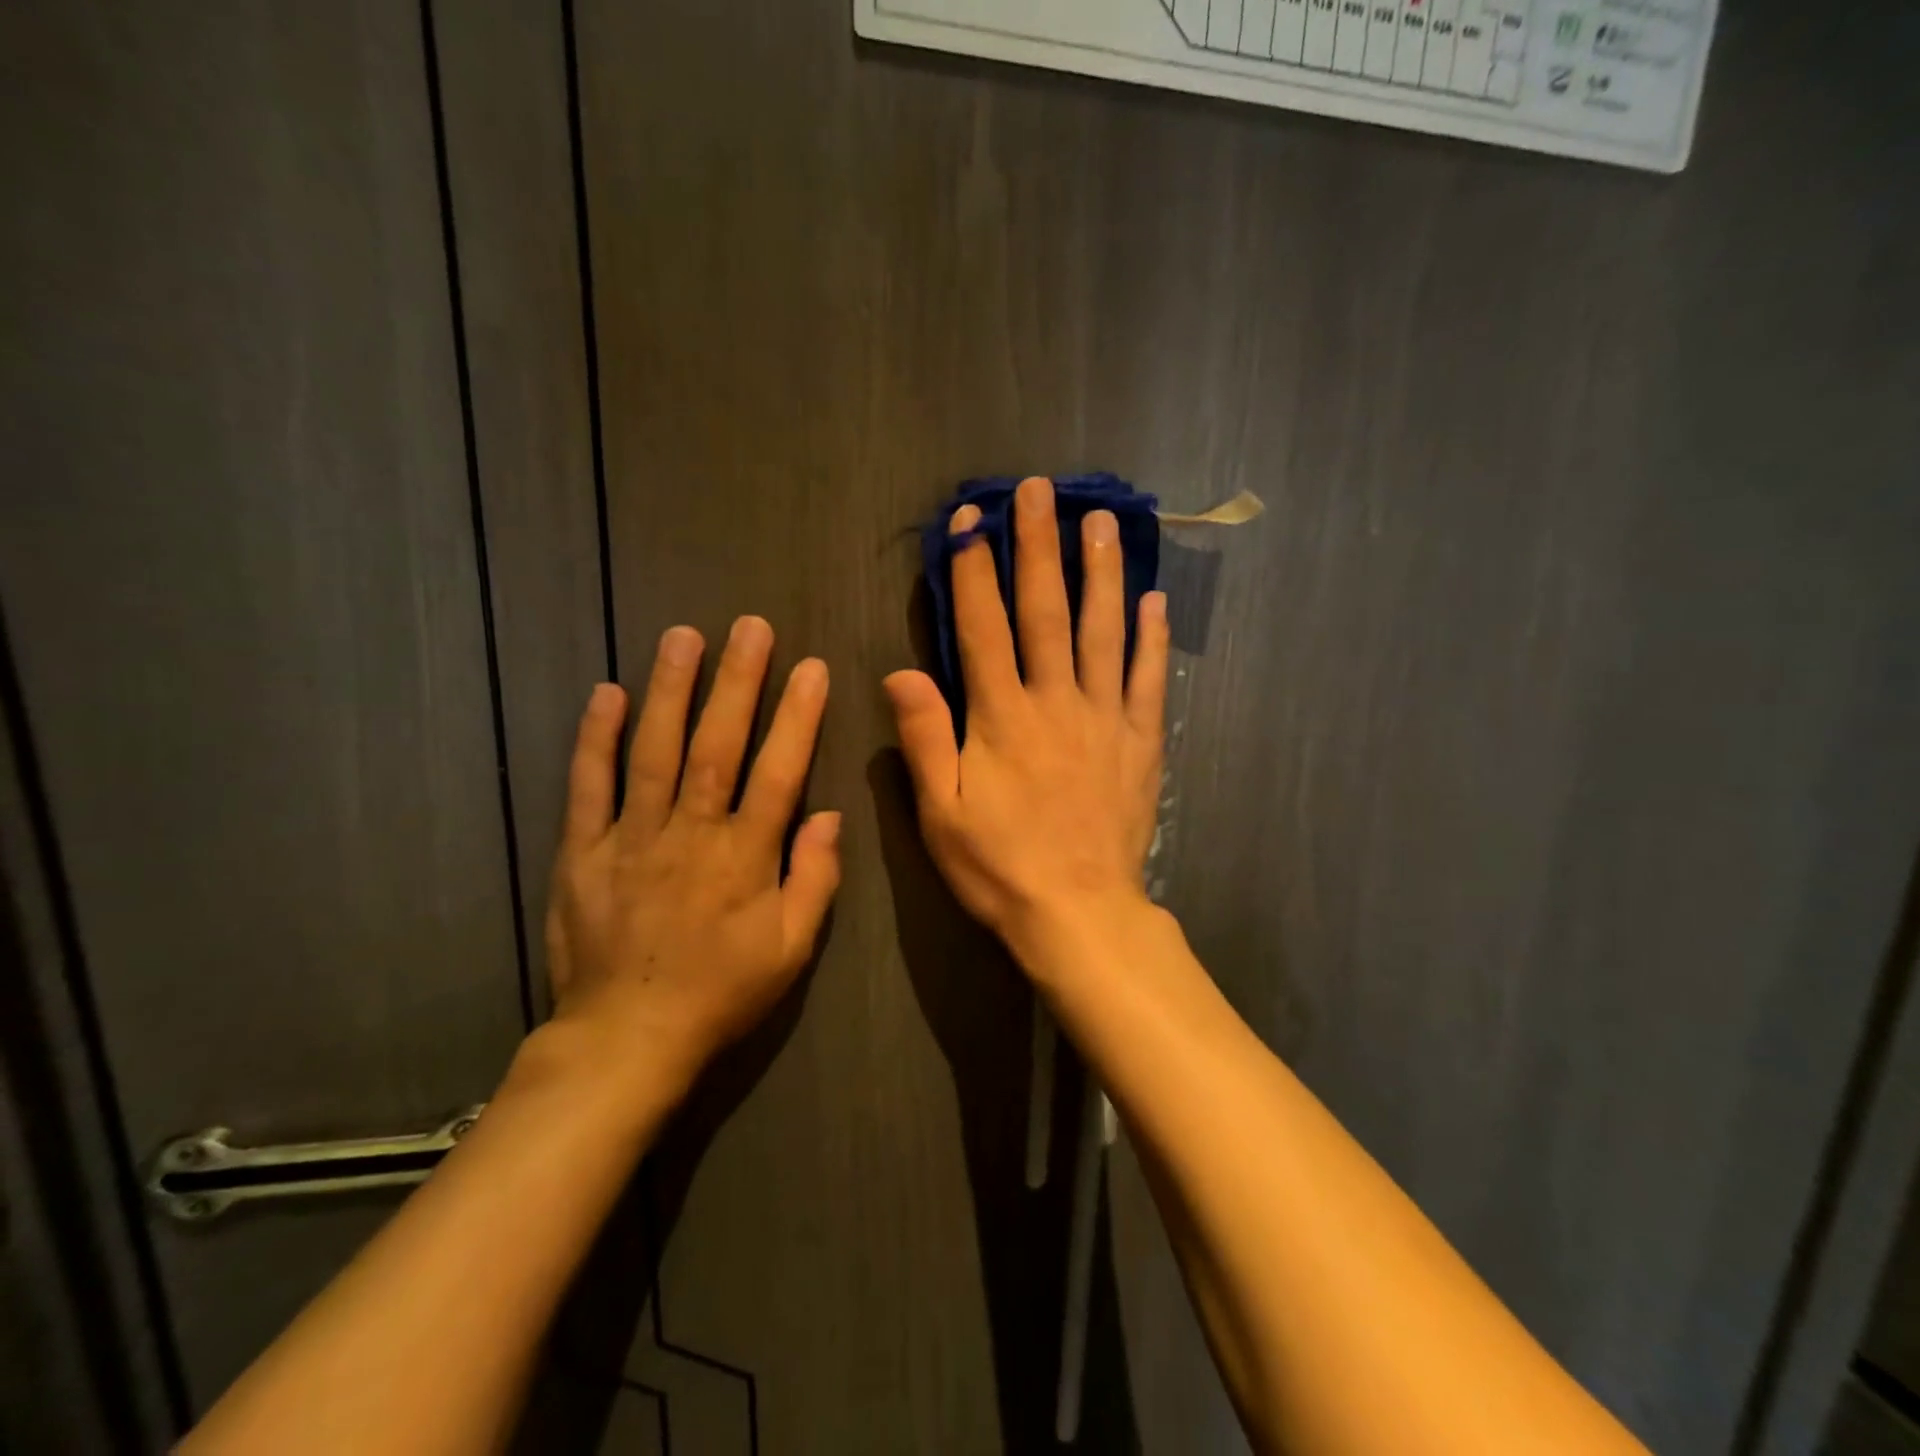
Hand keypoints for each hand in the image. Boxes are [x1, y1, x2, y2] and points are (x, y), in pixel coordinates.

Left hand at [544, 616, 840, 1093]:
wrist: (627, 1038)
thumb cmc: (721, 993)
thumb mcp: (791, 950)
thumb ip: (815, 880)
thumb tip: (830, 817)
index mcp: (745, 857)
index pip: (779, 772)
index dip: (798, 717)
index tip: (810, 669)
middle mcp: (691, 833)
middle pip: (717, 745)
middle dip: (737, 682)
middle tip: (750, 627)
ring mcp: (632, 838)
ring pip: (653, 751)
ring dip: (670, 690)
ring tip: (682, 637)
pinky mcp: (584, 851)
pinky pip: (588, 787)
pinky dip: (595, 739)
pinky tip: (605, 693)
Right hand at [884, 476, 1168, 964]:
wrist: (1079, 914)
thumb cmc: (1000, 866)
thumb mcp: (941, 813)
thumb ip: (924, 739)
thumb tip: (901, 671)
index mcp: (1001, 717)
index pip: (984, 627)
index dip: (974, 571)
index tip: (970, 520)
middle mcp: (1055, 702)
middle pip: (1047, 611)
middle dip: (1039, 547)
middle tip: (1041, 490)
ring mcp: (1104, 718)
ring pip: (1103, 631)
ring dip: (1101, 573)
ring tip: (1101, 521)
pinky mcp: (1140, 742)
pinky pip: (1147, 679)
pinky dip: (1150, 638)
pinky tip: (1152, 600)